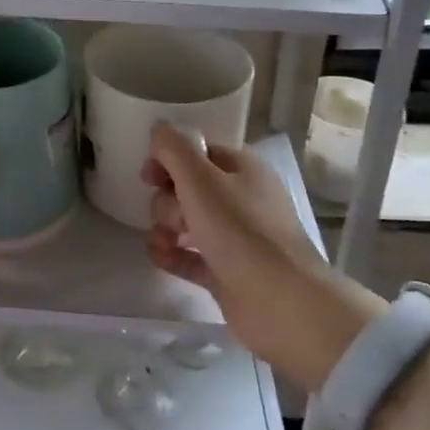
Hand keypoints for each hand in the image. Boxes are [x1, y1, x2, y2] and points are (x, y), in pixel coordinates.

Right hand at [141, 123, 383, 389]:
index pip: (197, 152)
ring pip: (187, 222)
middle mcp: (240, 198)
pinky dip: (173, 255)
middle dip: (168, 200)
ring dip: (166, 228)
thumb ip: (174, 150)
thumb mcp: (200, 179)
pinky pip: (190, 256)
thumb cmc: (240, 230)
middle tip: (173, 218)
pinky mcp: (227, 271)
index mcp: (242, 169)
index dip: (169, 160)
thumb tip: (159, 128)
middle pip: (188, 188)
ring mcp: (235, 237)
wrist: (281, 301)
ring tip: (164, 243)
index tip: (148, 175)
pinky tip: (160, 258)